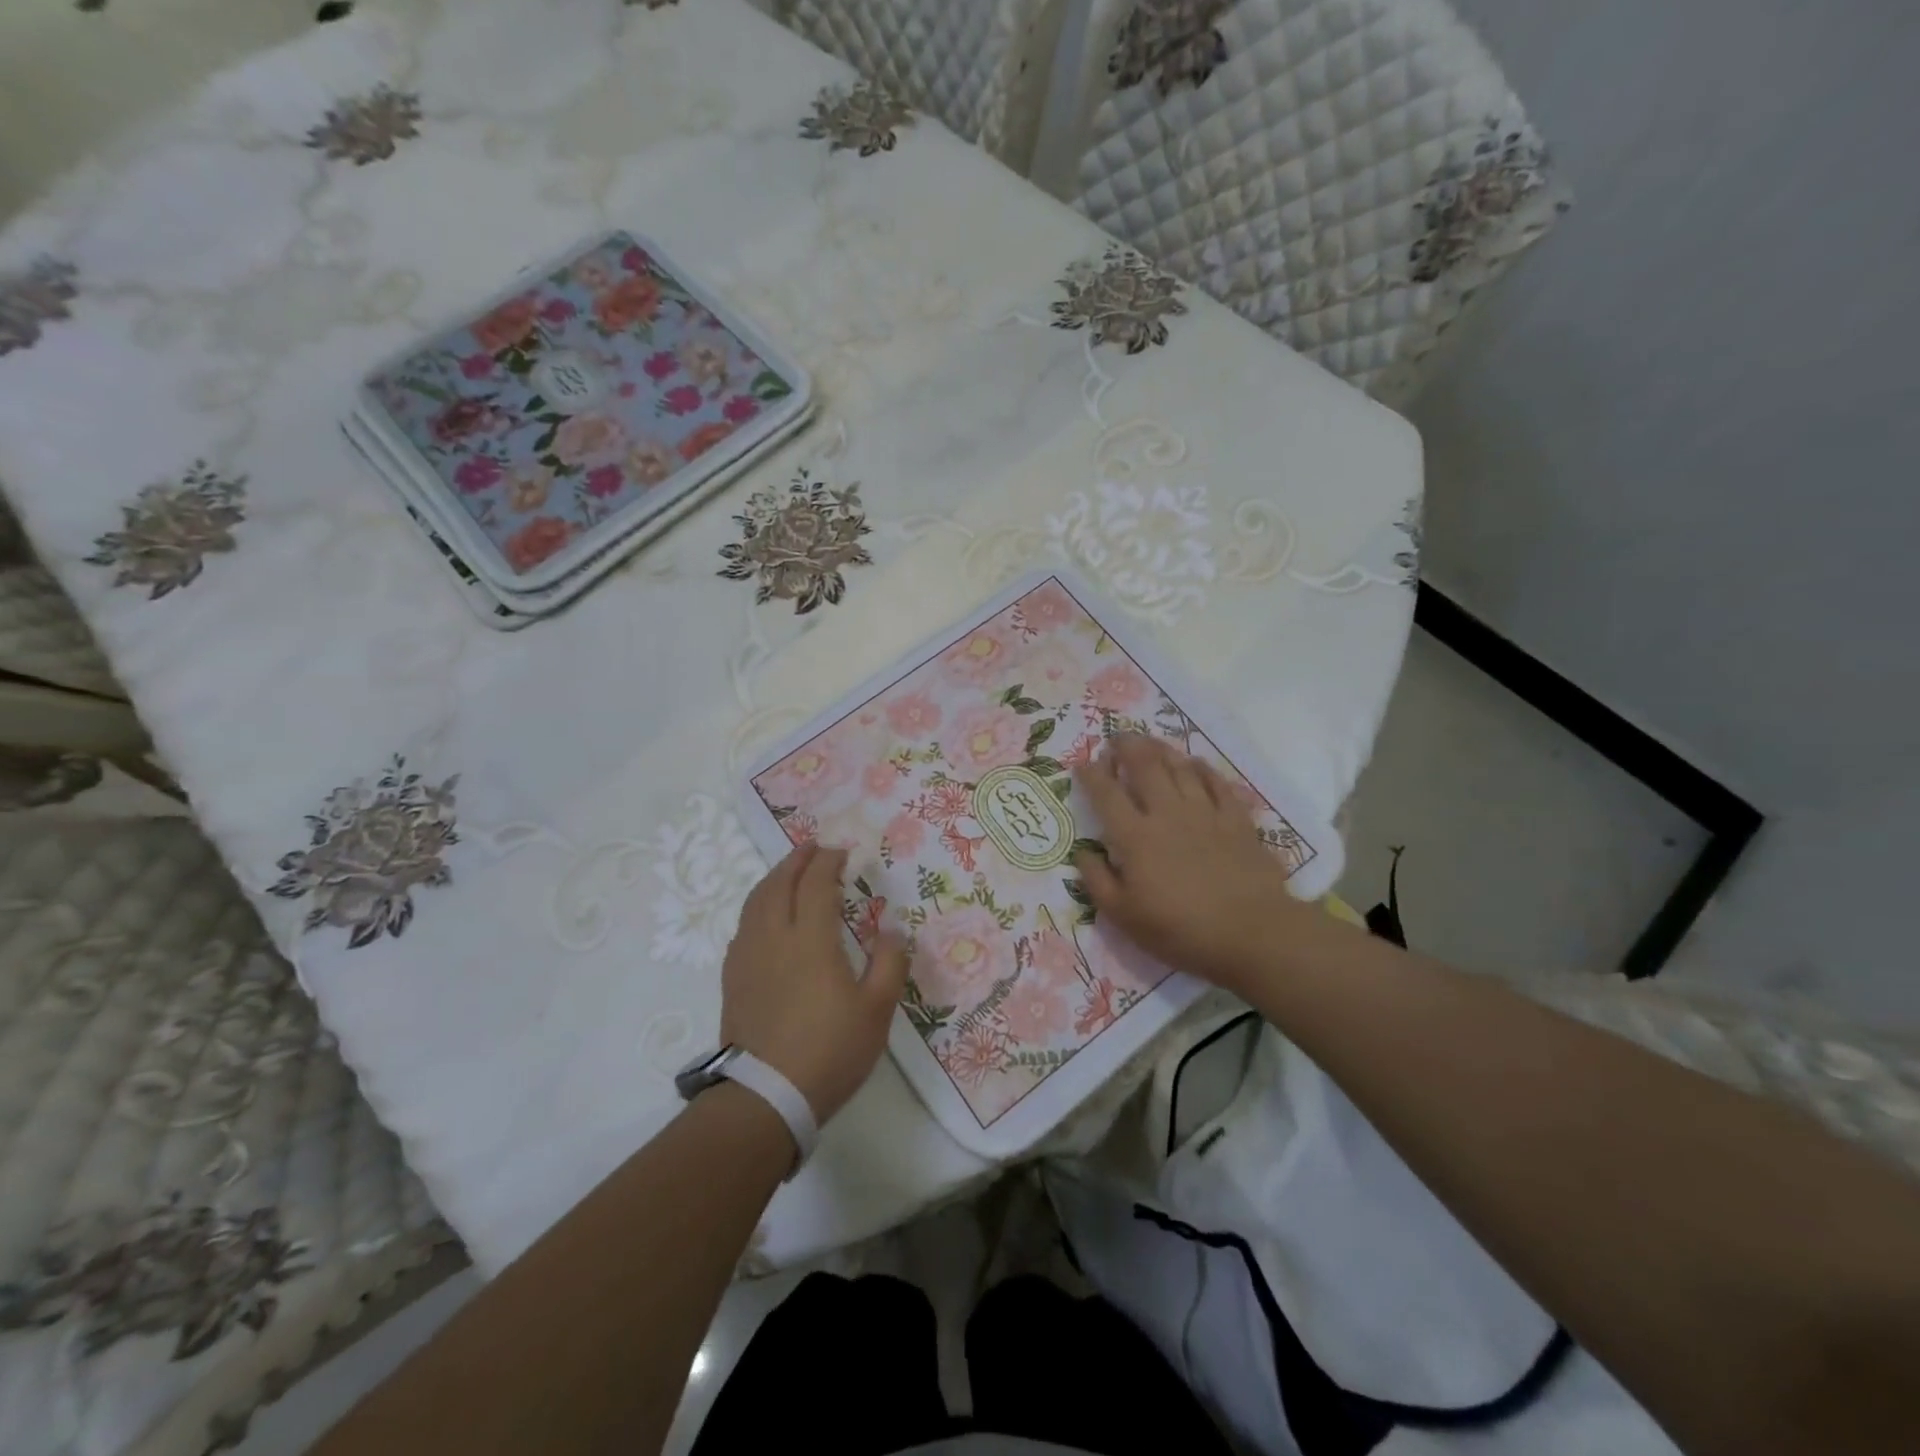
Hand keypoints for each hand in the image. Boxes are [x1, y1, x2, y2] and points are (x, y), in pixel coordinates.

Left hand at [721, 843, 910, 1122]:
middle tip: (813, 848)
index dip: (828, 861)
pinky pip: (744, 926)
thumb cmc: (829, 1051)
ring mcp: (748, 957)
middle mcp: (774, 937)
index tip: (842, 852)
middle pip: (779, 883)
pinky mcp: (733, 978)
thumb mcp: (876, 1011)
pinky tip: (766, 917)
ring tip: (789, 872)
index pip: (815, 883)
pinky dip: (758, 906)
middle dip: (797, 860)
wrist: (765, 1097)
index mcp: (810, 939)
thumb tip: (892, 929)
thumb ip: (889, 964)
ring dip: (774, 878)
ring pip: (755, 901)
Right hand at [1072, 734, 1321, 994]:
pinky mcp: (1236, 820)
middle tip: (1117, 738)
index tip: (1082, 762)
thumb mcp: (1124, 917)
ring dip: (1161, 750)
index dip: (1091, 775)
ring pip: (1180, 768)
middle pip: (1145, 767)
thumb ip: (1098, 881)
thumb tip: (1082, 851)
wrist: (1253, 934)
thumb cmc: (1182, 930)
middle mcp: (1167, 814)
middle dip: (1127, 747)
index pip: (1106, 795)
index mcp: (1135, 837)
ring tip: (1150, 742)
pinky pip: (1217, 783)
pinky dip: (1203, 768)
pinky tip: (1195, 763)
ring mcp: (1205, 813)